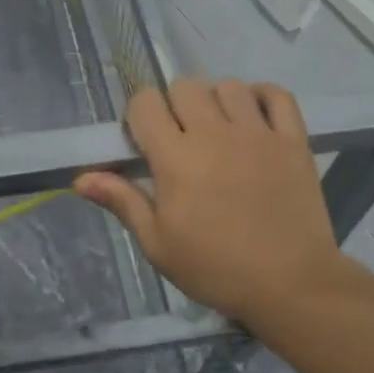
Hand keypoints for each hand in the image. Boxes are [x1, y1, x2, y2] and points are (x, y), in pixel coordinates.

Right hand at [74, 78, 364, 329]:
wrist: (291, 286)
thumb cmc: (215, 269)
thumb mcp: (158, 244)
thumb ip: (123, 201)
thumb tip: (80, 178)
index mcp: (175, 158)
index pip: (145, 103)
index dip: (139, 116)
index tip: (145, 142)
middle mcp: (214, 134)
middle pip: (184, 86)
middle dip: (174, 105)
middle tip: (181, 139)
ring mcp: (257, 133)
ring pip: (228, 86)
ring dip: (216, 101)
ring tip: (219, 131)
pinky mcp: (293, 140)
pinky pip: (277, 95)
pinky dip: (263, 96)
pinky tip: (254, 116)